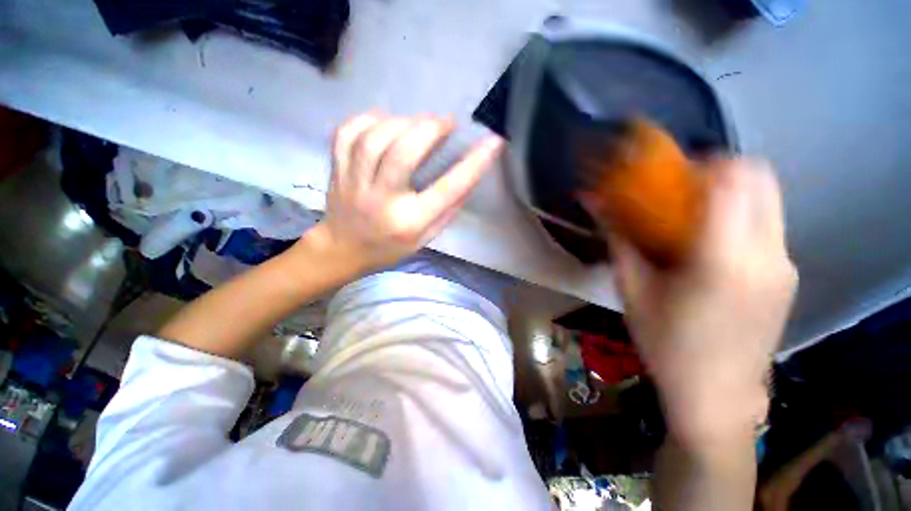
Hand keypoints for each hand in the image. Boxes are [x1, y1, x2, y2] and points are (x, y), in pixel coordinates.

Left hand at [311, 113, 503, 270]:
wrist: (342, 251)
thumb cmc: (390, 248)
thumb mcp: (426, 238)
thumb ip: (447, 211)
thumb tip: (468, 176)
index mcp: (409, 222)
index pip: (447, 189)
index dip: (473, 164)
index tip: (493, 142)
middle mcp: (382, 200)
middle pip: (403, 153)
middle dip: (429, 129)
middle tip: (446, 123)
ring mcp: (354, 183)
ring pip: (375, 139)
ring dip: (402, 122)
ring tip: (418, 123)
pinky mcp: (337, 170)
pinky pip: (347, 134)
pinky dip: (368, 120)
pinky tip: (385, 122)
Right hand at [609, 159, 797, 449]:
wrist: (717, 394)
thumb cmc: (667, 344)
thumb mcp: (633, 291)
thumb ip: (619, 242)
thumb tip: (595, 205)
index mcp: (725, 261)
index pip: (733, 181)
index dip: (706, 162)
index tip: (675, 169)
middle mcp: (768, 255)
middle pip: (762, 178)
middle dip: (723, 168)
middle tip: (685, 185)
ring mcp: (785, 265)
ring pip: (769, 199)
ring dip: (733, 191)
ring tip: (696, 213)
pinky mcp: (787, 275)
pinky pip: (767, 224)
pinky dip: (742, 215)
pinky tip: (712, 243)